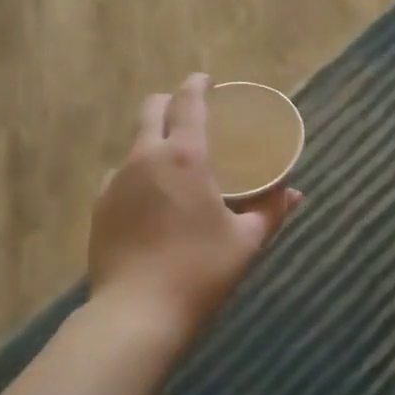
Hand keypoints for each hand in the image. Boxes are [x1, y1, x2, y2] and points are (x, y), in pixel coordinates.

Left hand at [88, 74, 302, 336]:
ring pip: (134, 143)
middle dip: (170, 101)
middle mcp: (144, 158)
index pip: (188, 101)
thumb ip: (272, 211)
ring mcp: (115, 181)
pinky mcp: (99, 207)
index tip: (208, 79)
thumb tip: (296, 193)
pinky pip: (121, 175)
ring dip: (154, 139)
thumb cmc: (201, 272)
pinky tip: (151, 199)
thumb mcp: (246, 241)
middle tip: (192, 113)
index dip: (198, 84)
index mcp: (184, 157)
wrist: (136, 314)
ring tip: (174, 162)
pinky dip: (139, 173)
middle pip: (151, 109)